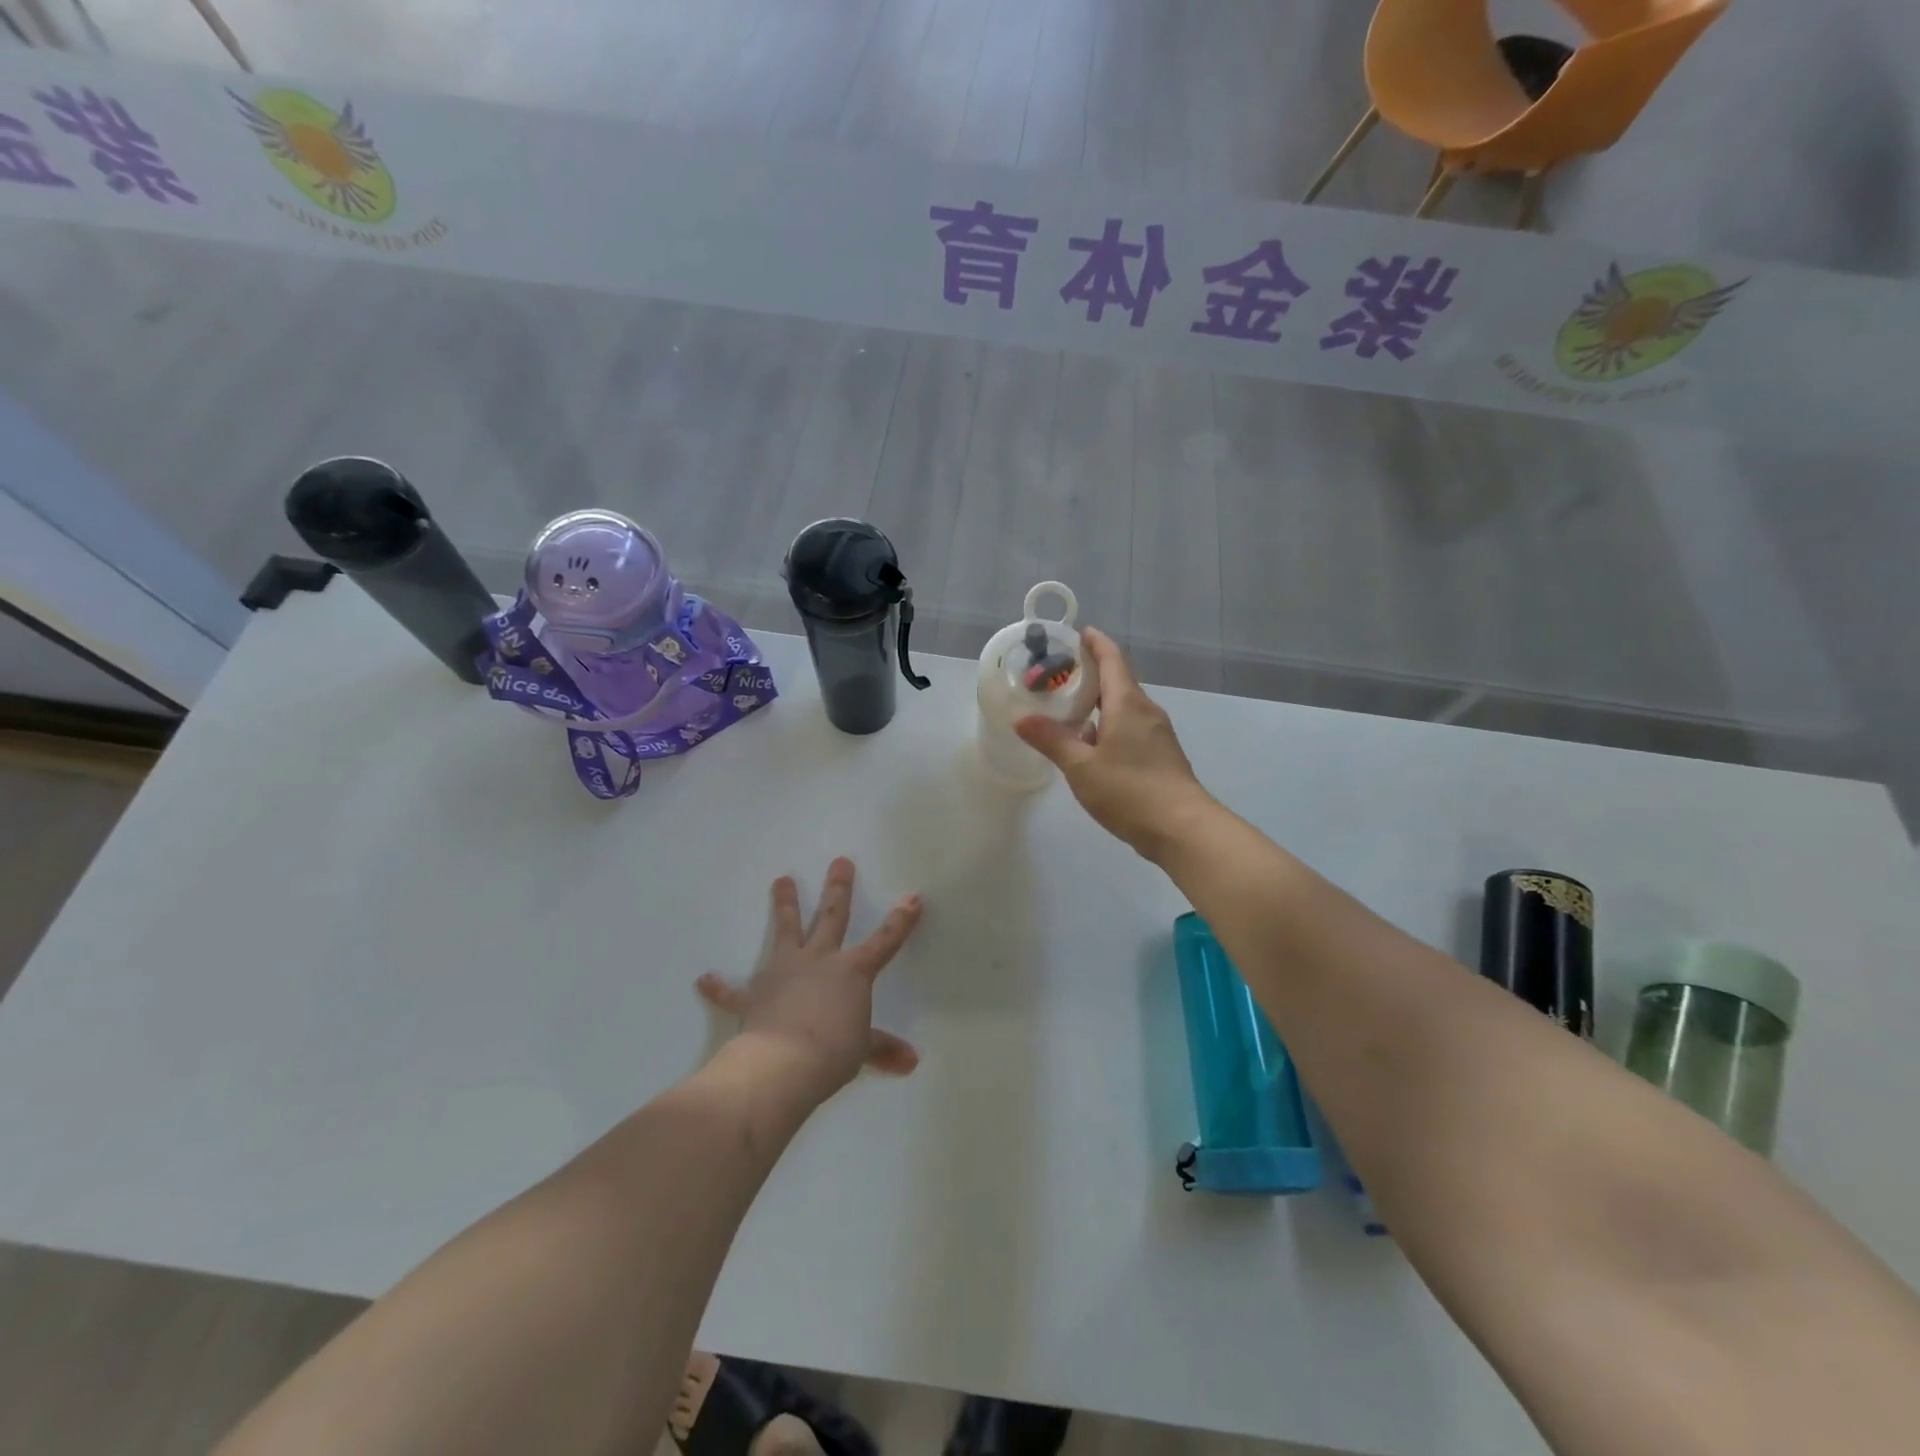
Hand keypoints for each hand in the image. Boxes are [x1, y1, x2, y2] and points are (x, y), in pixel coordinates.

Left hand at [695, 858, 921, 1099]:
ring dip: (784, 905)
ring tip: (781, 879)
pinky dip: (719, 987)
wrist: (782, 1065)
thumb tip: (912, 1062)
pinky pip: (733, 990)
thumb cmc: (832, 1052)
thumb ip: (884, 1049)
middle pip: (831, 917)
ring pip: (786, 930)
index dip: (901, 921)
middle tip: (840, 861)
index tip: (912, 897)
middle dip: (838, 888)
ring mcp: (784, 972)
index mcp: (851, 971)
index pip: (884, 942)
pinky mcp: (754, 994)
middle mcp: (819, 960)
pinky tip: (704, 980)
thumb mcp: (863, 1050)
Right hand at [1015, 627, 1213, 861]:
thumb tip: (1021, 717)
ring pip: (1124, 708)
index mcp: (1128, 704)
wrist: (1183, 829)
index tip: (1079, 633)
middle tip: (1060, 674)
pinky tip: (1091, 746)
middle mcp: (1146, 711)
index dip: (1096, 643)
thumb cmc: (1130, 790)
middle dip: (1092, 674)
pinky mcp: (1161, 756)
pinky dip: (1109, 726)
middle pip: (1119, 681)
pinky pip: (1131, 729)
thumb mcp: (1081, 766)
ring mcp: (1157, 735)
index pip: (1113, 659)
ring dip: (1099, 703)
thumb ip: (1051, 740)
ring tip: (1069, 710)